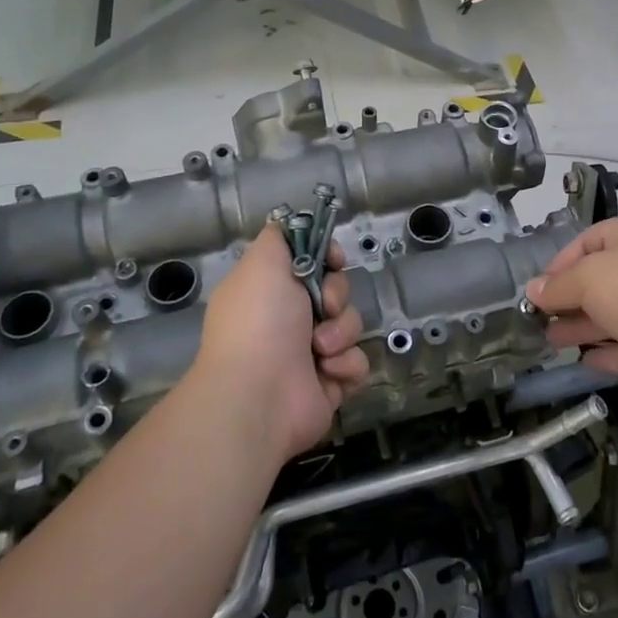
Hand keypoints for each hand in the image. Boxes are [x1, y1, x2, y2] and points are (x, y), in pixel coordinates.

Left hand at [191, 225, 367, 461]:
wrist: (258, 395)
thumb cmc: (259, 322)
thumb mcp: (262, 262)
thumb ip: (279, 237)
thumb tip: (289, 221)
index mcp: (272, 291)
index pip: (313, 262)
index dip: (329, 258)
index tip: (332, 260)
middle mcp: (290, 320)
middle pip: (337, 290)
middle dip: (336, 295)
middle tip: (322, 307)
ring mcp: (311, 354)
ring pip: (351, 325)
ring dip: (340, 333)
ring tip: (319, 349)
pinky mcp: (331, 383)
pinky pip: (358, 361)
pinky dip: (345, 365)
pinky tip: (326, 371)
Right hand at [525, 213, 617, 401]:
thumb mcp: (588, 279)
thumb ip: (557, 286)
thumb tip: (532, 290)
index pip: (588, 240)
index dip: (558, 264)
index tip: (537, 289)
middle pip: (600, 279)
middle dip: (568, 300)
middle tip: (539, 320)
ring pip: (615, 313)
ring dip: (583, 327)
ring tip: (551, 342)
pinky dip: (609, 350)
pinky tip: (585, 362)